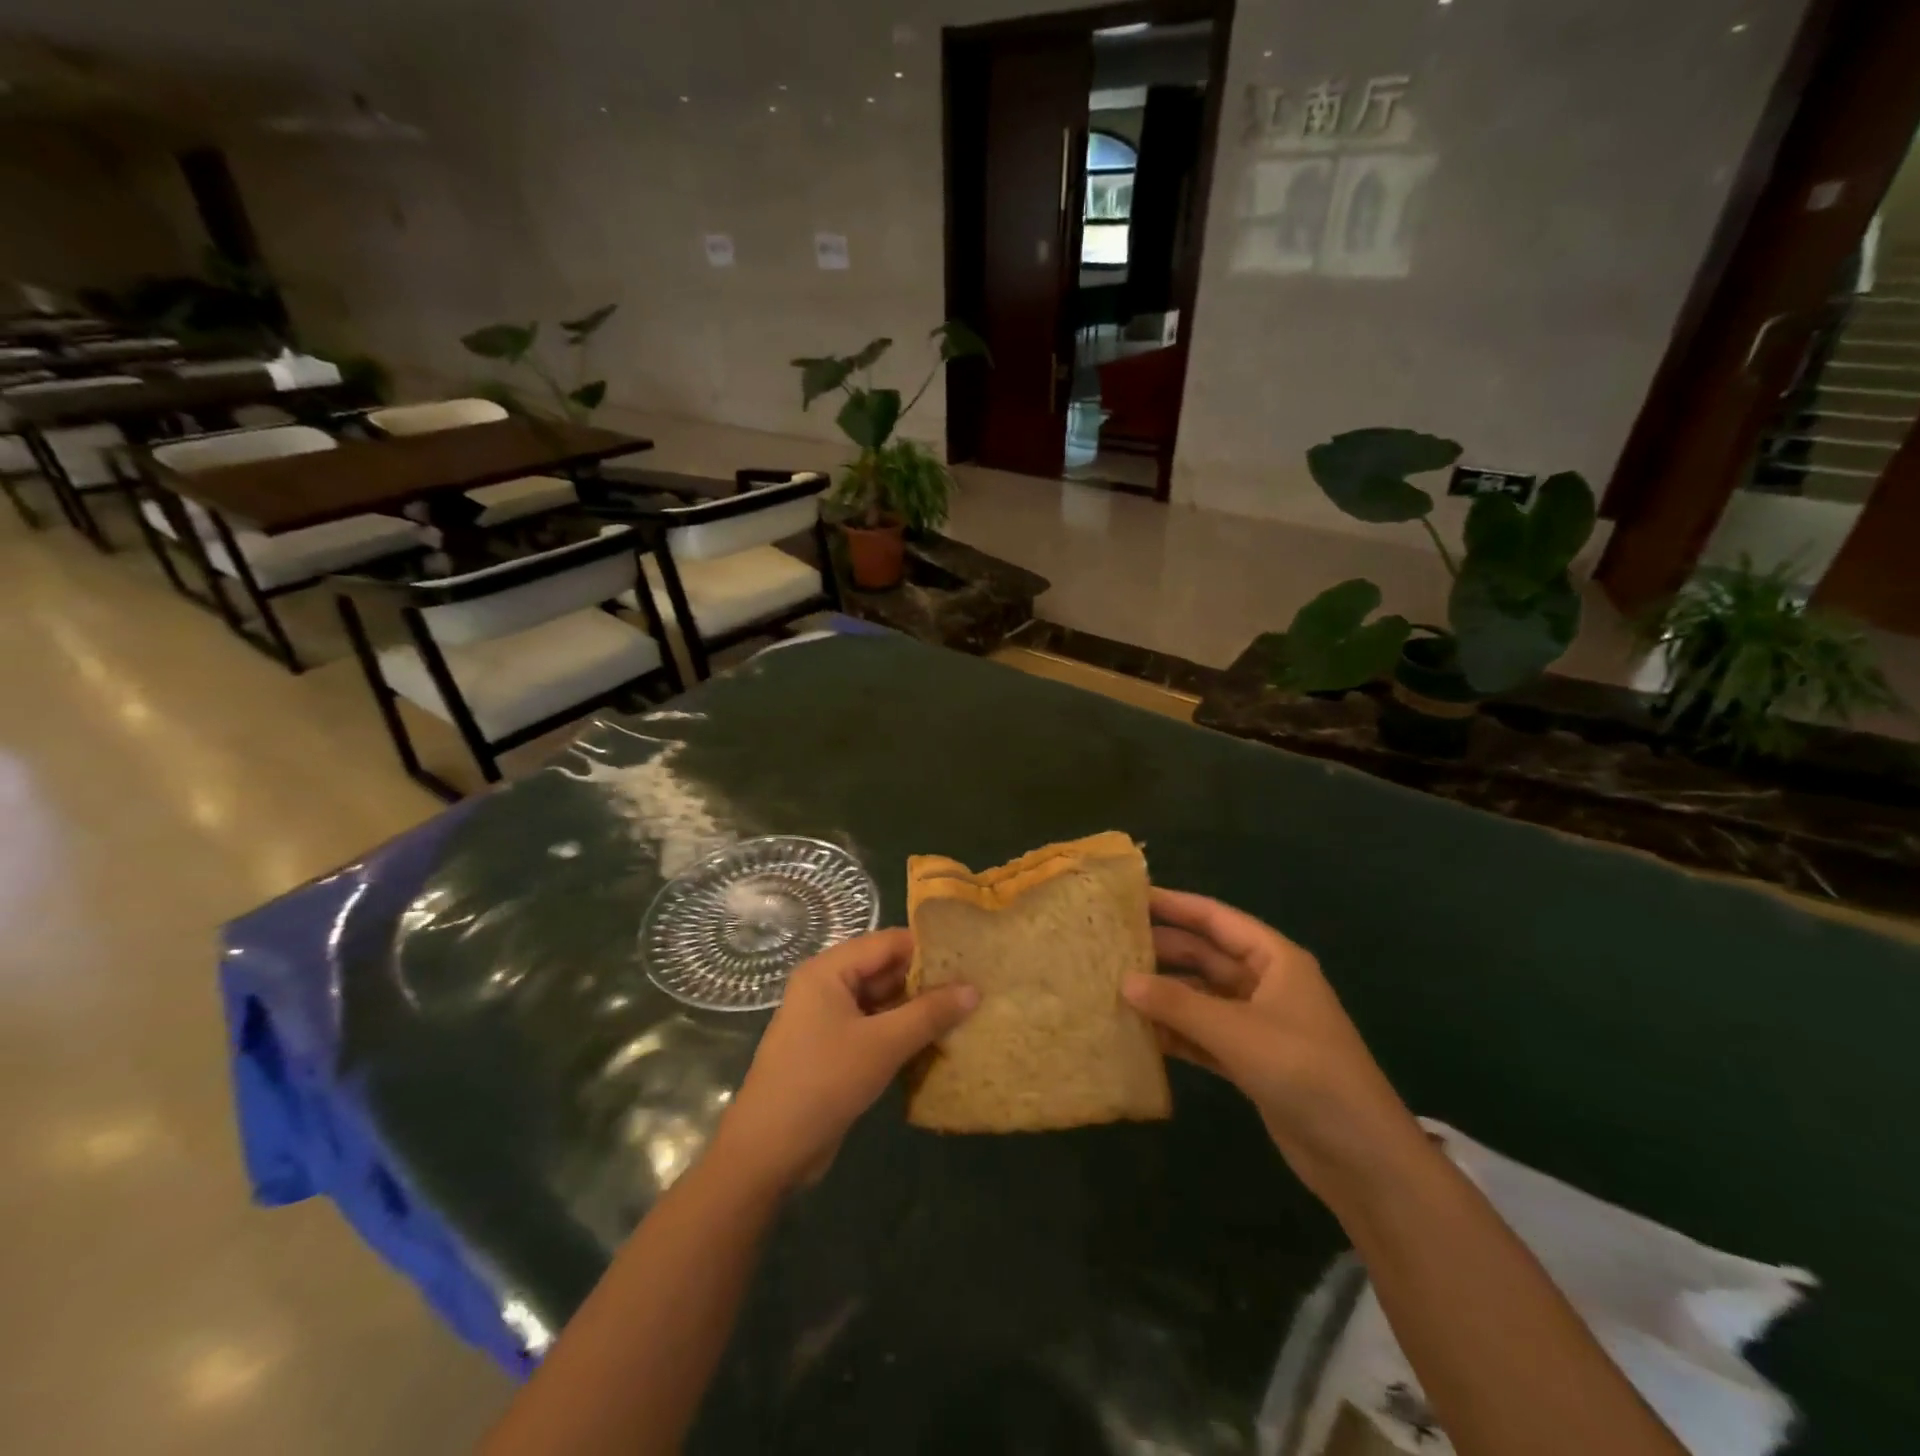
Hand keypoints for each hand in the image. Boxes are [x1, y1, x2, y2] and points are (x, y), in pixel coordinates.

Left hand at [710, 928, 977, 1196]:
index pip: (887, 943)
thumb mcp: (883, 1044)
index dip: (928, 949)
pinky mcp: (832, 1051)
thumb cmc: (823, 1082)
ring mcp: (827, 1020)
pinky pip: (873, 1029)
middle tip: (974, 989)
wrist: (768, 1152)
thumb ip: (929, 1013)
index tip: (970, 958)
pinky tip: (935, 1044)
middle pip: (884, 970)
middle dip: (925, 982)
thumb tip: (974, 988)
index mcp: (828, 970)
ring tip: (965, 1014)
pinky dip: (900, 1034)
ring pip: (881, 1002)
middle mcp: (825, 986)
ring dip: (916, 1011)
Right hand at [1123, 889, 1426, 1202]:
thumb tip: (1124, 981)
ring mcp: (1257, 1024)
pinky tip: (1139, 1032)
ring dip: (1165, 994)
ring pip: (1201, 996)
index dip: (1174, 905)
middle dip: (1162, 951)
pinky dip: (1176, 1032)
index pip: (1216, 919)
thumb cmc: (1305, 1072)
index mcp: (1275, 959)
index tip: (1129, 897)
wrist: (1362, 1157)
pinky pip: (1204, 1034)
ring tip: (1113, 986)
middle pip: (1205, 956)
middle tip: (1110, 945)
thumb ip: (1178, 1004)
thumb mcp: (1237, 1032)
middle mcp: (1265, 983)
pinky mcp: (1250, 1060)